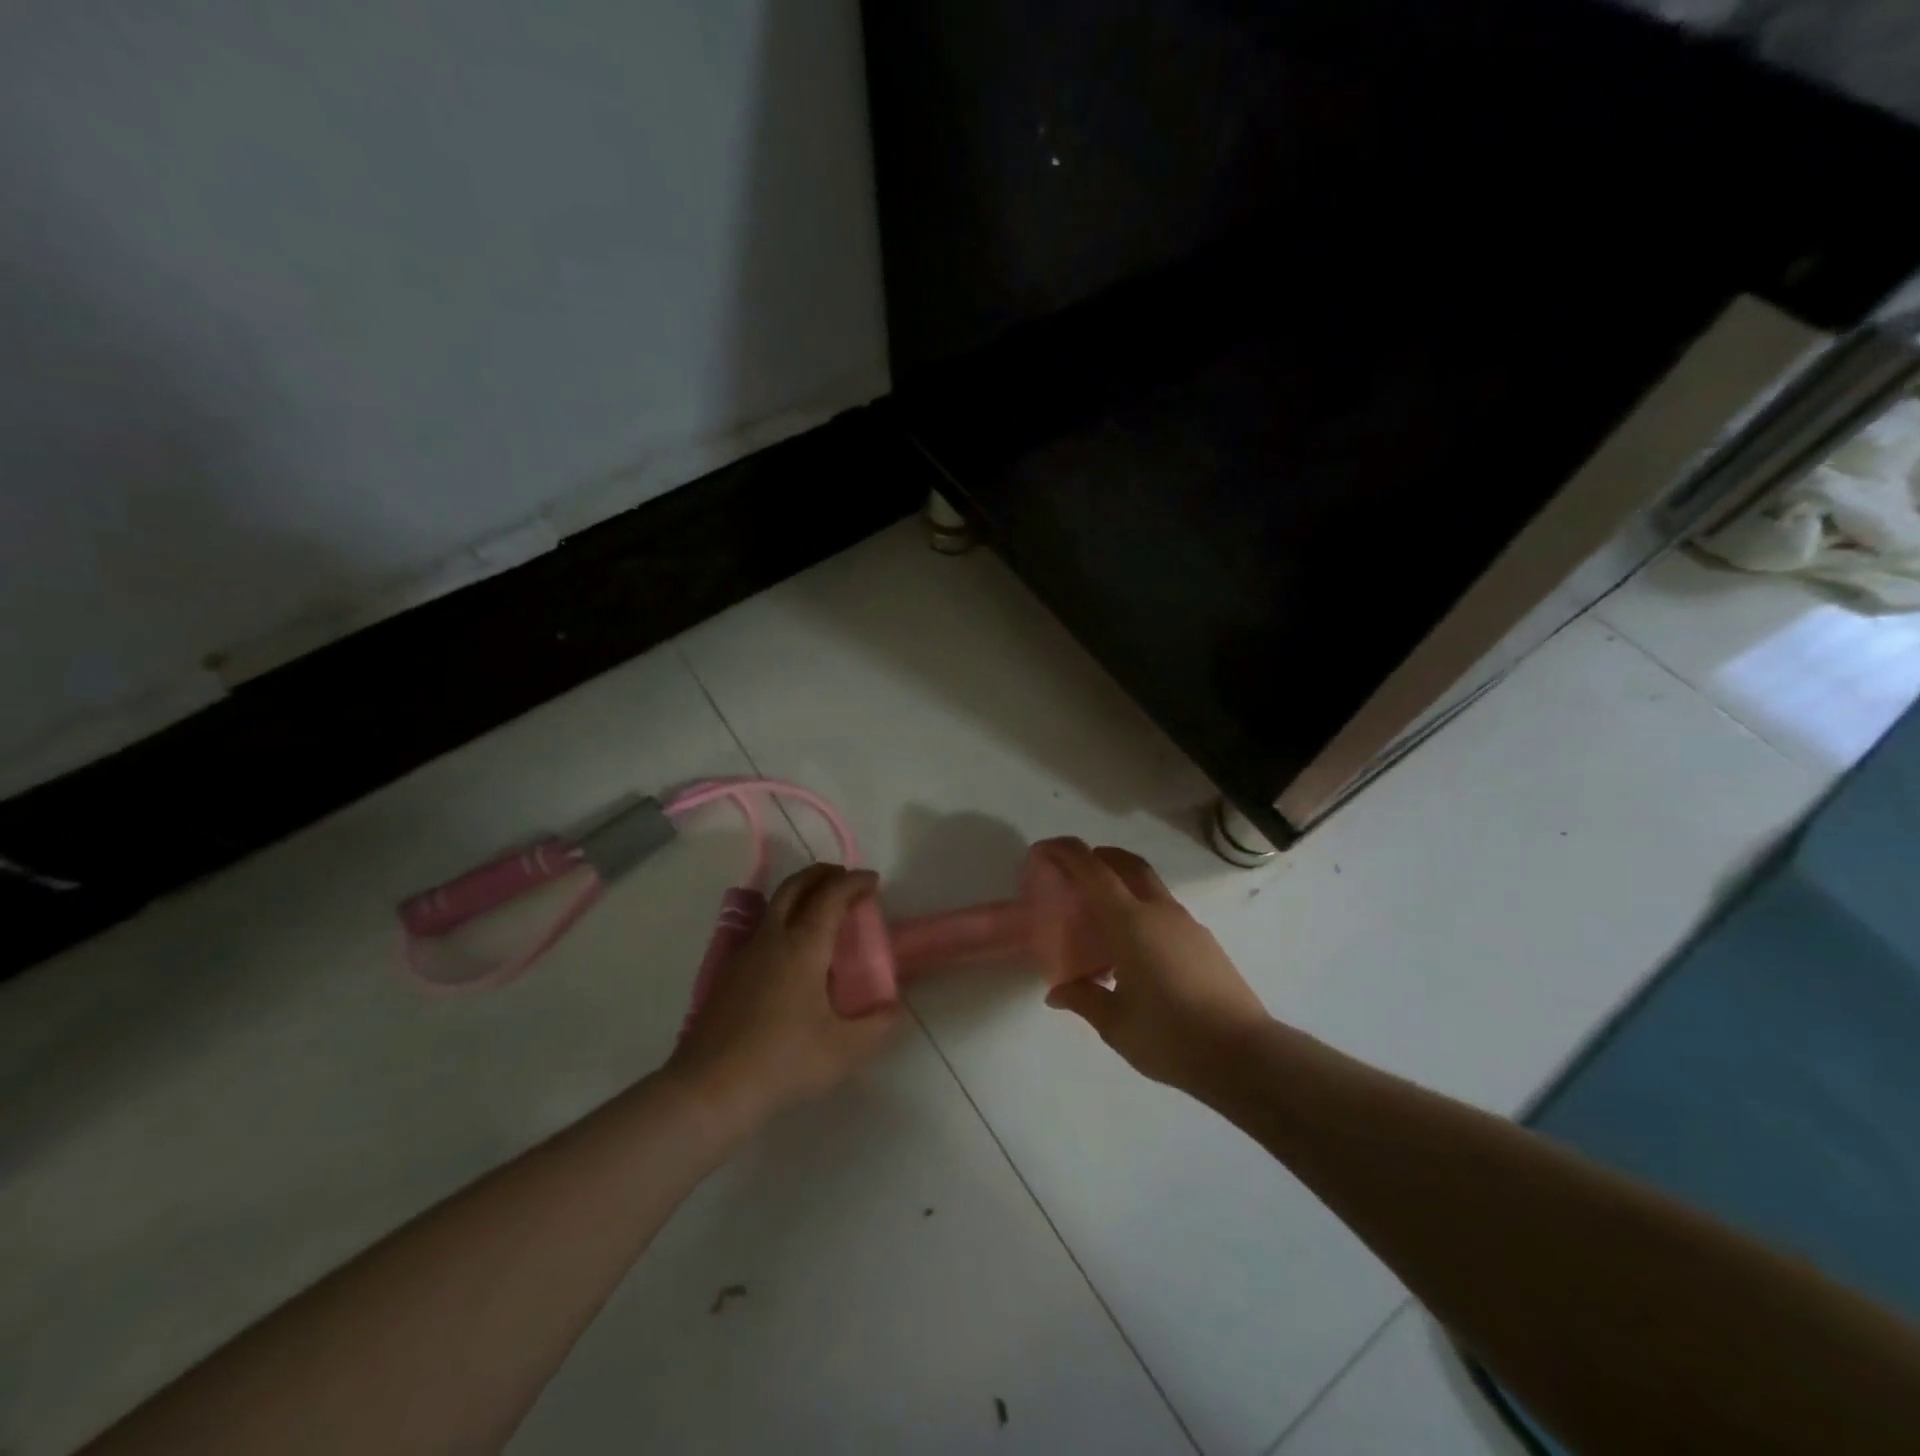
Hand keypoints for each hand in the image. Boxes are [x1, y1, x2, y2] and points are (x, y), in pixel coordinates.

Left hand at [667, 864, 902, 1130]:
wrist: (709, 1090)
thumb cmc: (784, 1062)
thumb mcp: (845, 1050)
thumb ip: (877, 1025)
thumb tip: (891, 1007)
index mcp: (803, 946)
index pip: (831, 895)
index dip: (854, 881)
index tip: (873, 881)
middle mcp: (772, 938)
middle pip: (796, 886)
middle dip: (823, 874)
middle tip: (846, 880)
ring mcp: (744, 954)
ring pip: (774, 905)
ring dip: (801, 894)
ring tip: (822, 911)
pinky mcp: (728, 974)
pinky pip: (761, 930)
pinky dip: (783, 920)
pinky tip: (791, 952)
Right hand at [1038, 839, 1270, 1095]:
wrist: (1245, 1055)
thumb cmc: (1171, 1036)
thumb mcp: (1116, 1024)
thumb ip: (1083, 999)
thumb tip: (1057, 993)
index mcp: (1131, 923)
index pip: (1093, 871)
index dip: (1066, 852)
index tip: (1044, 850)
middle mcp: (1159, 912)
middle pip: (1127, 864)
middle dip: (1098, 856)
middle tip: (1073, 872)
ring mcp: (1187, 924)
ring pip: (1149, 886)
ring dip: (1122, 884)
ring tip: (1101, 918)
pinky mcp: (1204, 942)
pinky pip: (1163, 911)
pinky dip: (1141, 910)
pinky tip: (1134, 951)